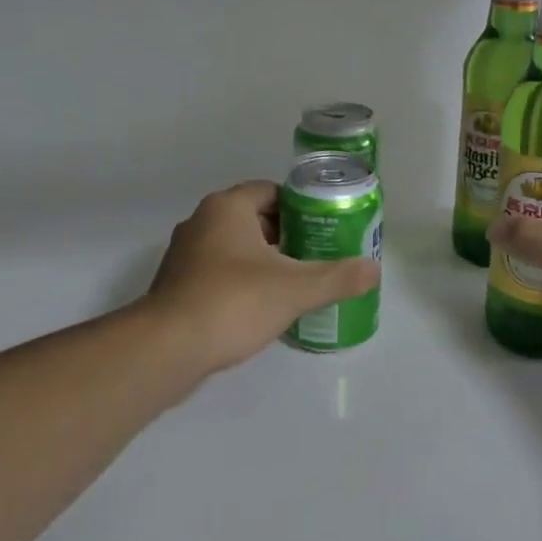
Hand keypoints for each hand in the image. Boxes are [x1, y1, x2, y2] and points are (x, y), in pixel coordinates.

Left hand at [145, 181, 379, 372]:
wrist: (167, 349)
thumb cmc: (233, 302)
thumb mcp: (295, 289)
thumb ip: (338, 277)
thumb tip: (374, 270)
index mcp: (227, 207)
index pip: (271, 191)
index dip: (300, 207)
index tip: (323, 228)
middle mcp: (201, 222)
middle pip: (253, 218)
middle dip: (285, 235)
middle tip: (315, 256)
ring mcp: (184, 255)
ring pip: (234, 247)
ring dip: (262, 260)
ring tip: (293, 283)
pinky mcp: (175, 286)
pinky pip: (216, 273)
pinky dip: (239, 282)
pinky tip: (260, 308)